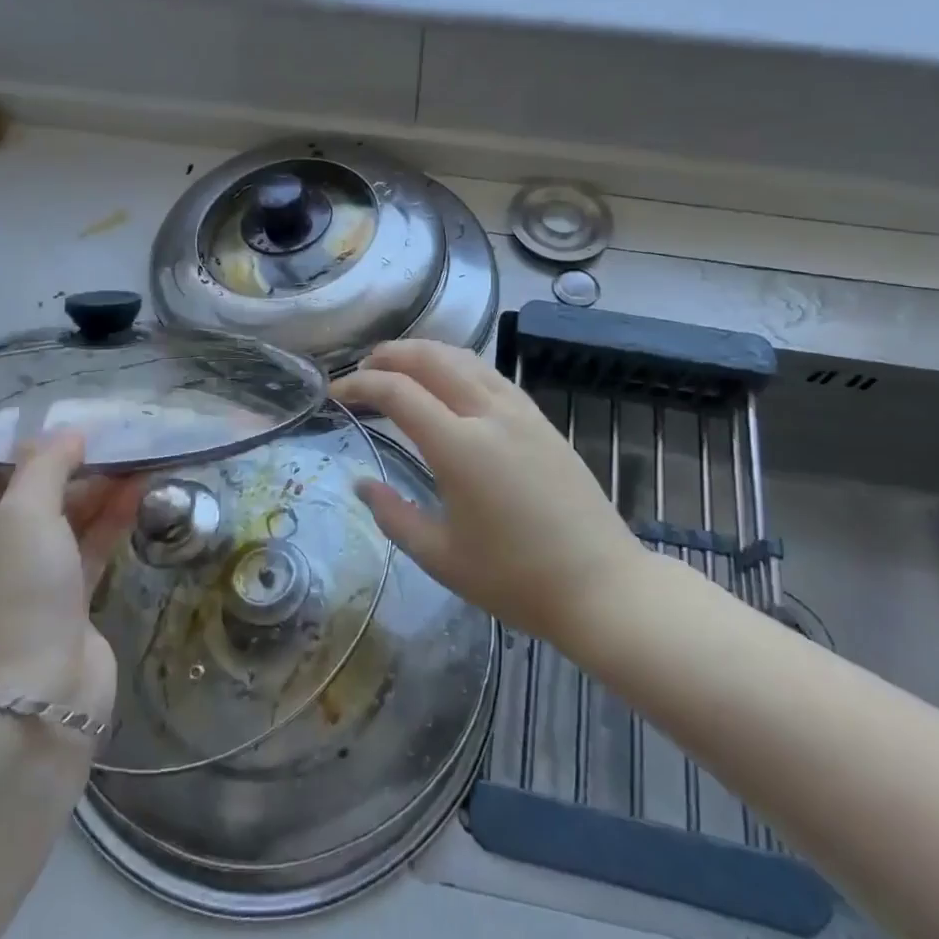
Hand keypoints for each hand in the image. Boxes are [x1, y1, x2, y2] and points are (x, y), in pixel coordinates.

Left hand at [0, 432, 141, 723]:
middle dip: (63, 472)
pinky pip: (87, 549)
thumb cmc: (14, 597)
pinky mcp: (66, 604)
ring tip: (134, 460)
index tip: (49, 438)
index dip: (5, 458)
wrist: (37, 699)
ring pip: (61, 524)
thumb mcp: (23, 516)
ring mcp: (25, 585)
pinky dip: (110, 521)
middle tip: (105, 443)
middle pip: (23, 501)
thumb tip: (66, 434)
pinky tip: (139, 492)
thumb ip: (44, 467)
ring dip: (94, 493)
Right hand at [332, 341, 646, 658]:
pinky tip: (451, 381)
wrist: (601, 586)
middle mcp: (489, 414)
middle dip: (390, 355)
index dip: (360, 385)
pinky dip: (459, 364)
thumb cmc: (515, 579)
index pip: (398, 392)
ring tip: (400, 365)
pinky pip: (491, 374)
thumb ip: (393, 516)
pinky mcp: (542, 419)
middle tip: (363, 368)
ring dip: (425, 352)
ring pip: (465, 358)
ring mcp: (521, 412)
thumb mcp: (441, 557)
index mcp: (459, 447)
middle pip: (431, 358)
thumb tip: (361, 484)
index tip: (337, 393)